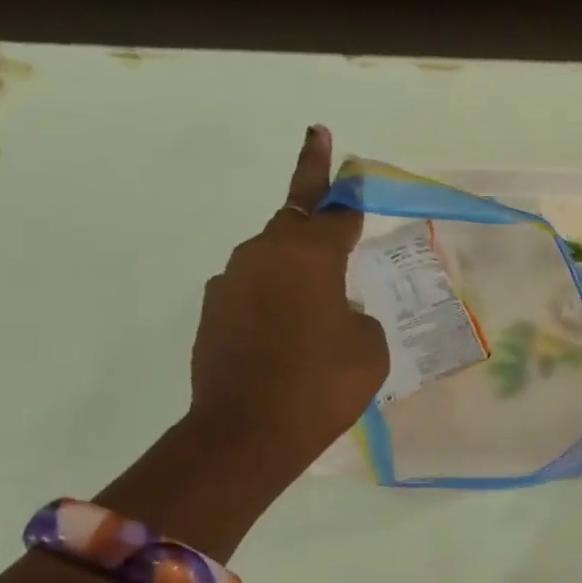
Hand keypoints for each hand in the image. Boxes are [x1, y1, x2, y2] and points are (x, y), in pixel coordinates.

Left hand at [185, 125, 387, 484]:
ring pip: (270, 256)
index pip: (335, 210)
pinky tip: (286, 333)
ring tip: (316, 296)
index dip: (346, 186)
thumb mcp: (369, 348)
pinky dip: (272, 298)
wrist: (245, 434)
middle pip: (294, 216)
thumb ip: (356, 315)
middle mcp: (265, 255)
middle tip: (319, 156)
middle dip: (310, 187)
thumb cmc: (323, 384)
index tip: (336, 148)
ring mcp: (232, 282)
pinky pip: (252, 290)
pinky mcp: (212, 313)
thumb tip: (333, 312)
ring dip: (292, 262)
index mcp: (310, 255)